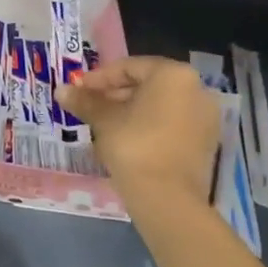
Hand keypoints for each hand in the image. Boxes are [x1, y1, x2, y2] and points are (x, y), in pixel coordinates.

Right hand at [56, 56, 221, 204]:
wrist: (167, 199)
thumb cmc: (134, 145)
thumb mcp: (104, 120)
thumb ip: (84, 101)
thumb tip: (61, 90)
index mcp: (173, 75)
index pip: (129, 67)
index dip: (99, 78)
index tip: (79, 90)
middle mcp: (197, 90)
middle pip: (147, 85)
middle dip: (115, 95)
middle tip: (89, 107)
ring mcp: (205, 118)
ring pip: (159, 106)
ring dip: (130, 111)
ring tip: (103, 124)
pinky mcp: (206, 144)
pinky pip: (172, 124)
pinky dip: (149, 126)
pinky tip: (125, 139)